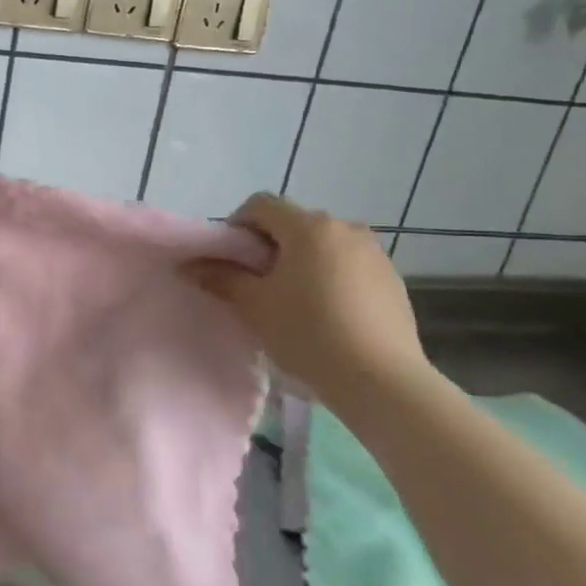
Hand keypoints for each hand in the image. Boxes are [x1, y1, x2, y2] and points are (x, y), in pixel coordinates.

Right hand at [191, 193, 429, 401]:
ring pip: (322, 245)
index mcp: (309, 227)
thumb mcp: (255, 306)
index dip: (237, 225)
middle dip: (269, 246)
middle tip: (256, 284)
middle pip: (293, 223)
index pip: (261, 205)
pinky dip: (329, 277)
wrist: (381, 380)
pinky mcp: (392, 279)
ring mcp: (374, 253)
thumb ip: (222, 277)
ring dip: (301, 261)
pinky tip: (326, 315)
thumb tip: (192, 265)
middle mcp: (345, 227)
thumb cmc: (308, 333)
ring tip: (293, 302)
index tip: (231, 260)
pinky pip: (348, 265)